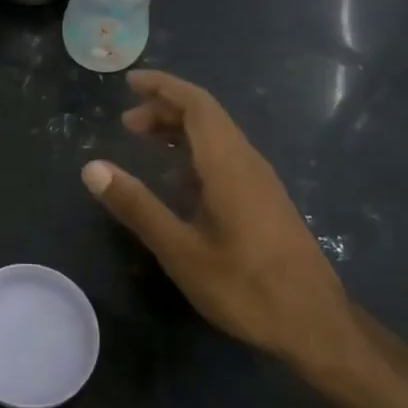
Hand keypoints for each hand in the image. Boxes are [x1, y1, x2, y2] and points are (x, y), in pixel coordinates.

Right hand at [82, 70, 359, 378]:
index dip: (164, 87)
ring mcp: (262, 182)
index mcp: (228, 165)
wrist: (316, 326)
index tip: (130, 82)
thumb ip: (136, 205)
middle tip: (127, 123)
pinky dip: (195, 150)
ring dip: (180, 128)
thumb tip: (92, 167)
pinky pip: (227, 156)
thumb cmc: (245, 288)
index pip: (197, 105)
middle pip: (207, 116)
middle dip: (165, 108)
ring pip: (218, 136)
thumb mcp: (180, 250)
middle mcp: (248, 163)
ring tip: (144, 141)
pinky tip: (179, 178)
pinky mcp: (267, 202)